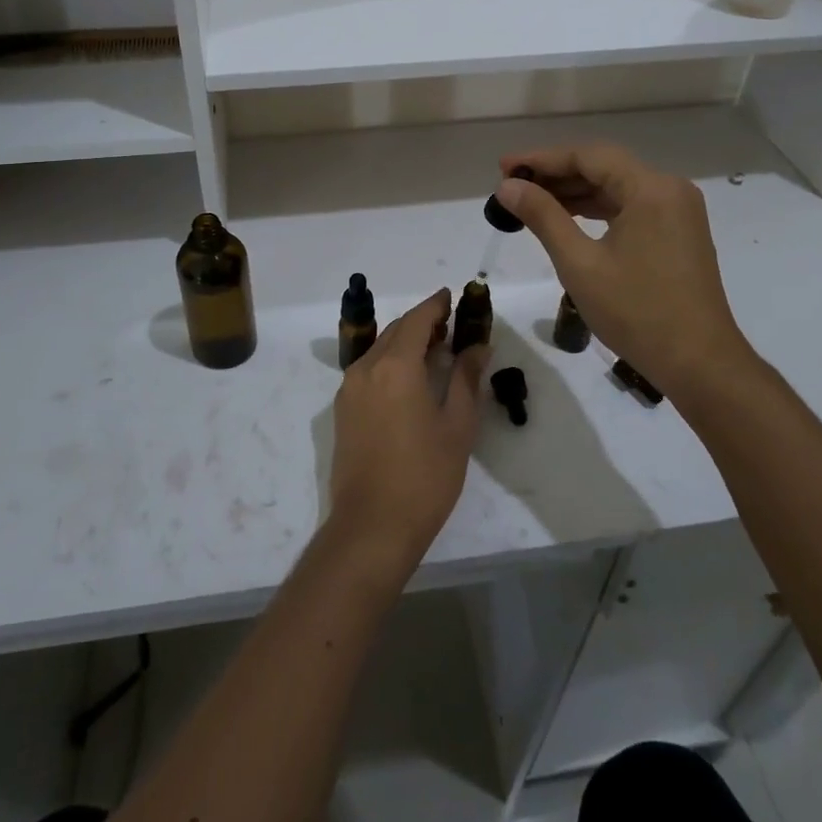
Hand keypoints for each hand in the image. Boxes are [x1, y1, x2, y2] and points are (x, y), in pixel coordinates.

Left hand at [328, 288, 487, 575]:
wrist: (372, 525)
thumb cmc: (425, 476)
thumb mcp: (457, 426)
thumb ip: (467, 379)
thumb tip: (478, 346)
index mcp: (396, 366)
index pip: (417, 320)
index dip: (435, 305)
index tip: (452, 296)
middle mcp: (366, 367)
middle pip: (396, 331)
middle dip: (422, 323)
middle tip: (450, 325)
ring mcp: (349, 389)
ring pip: (380, 350)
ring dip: (405, 342)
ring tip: (434, 350)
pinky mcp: (343, 410)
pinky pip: (369, 370)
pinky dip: (390, 362)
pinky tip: (409, 379)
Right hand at [493, 144, 759, 405]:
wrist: (699, 364)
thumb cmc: (636, 312)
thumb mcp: (579, 263)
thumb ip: (543, 217)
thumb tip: (508, 186)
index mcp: (651, 189)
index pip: (588, 156)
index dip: (542, 159)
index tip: (503, 167)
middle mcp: (669, 189)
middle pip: (604, 168)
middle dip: (556, 174)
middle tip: (511, 185)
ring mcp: (678, 212)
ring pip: (616, 188)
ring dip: (575, 193)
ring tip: (530, 201)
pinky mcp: (678, 233)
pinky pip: (631, 208)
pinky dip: (597, 210)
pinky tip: (567, 219)